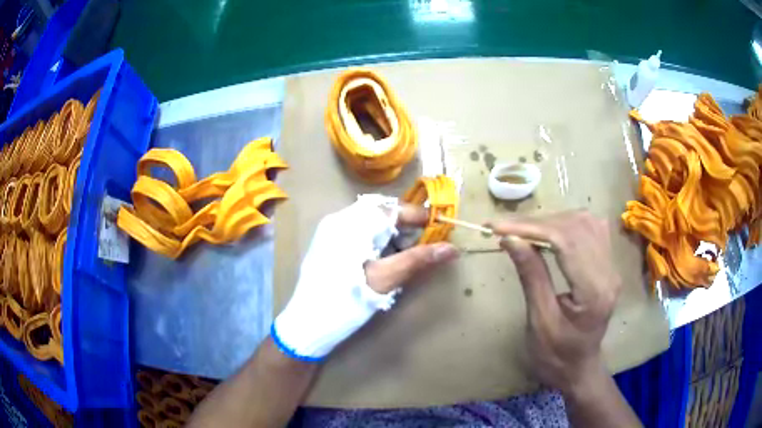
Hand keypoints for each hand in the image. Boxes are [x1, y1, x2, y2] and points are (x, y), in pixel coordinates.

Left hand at [273, 195, 458, 360]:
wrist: (306, 325)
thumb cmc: (346, 301)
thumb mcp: (385, 280)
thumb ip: (418, 260)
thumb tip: (452, 248)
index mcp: (351, 223)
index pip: (392, 208)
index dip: (418, 216)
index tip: (440, 229)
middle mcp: (338, 220)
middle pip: (380, 212)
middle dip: (406, 226)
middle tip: (424, 245)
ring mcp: (330, 232)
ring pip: (370, 223)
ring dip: (392, 235)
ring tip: (406, 255)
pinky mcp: (327, 245)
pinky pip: (358, 233)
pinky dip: (377, 241)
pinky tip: (384, 260)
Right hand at [488, 211, 620, 392]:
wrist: (579, 368)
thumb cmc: (555, 355)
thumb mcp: (539, 322)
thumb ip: (531, 276)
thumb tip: (511, 238)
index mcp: (594, 291)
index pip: (566, 242)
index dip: (531, 227)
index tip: (497, 226)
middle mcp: (609, 272)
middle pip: (576, 226)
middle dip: (537, 221)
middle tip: (504, 228)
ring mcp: (612, 266)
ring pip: (584, 221)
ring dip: (551, 219)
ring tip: (523, 229)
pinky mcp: (608, 264)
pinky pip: (590, 228)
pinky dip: (565, 223)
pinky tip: (548, 231)